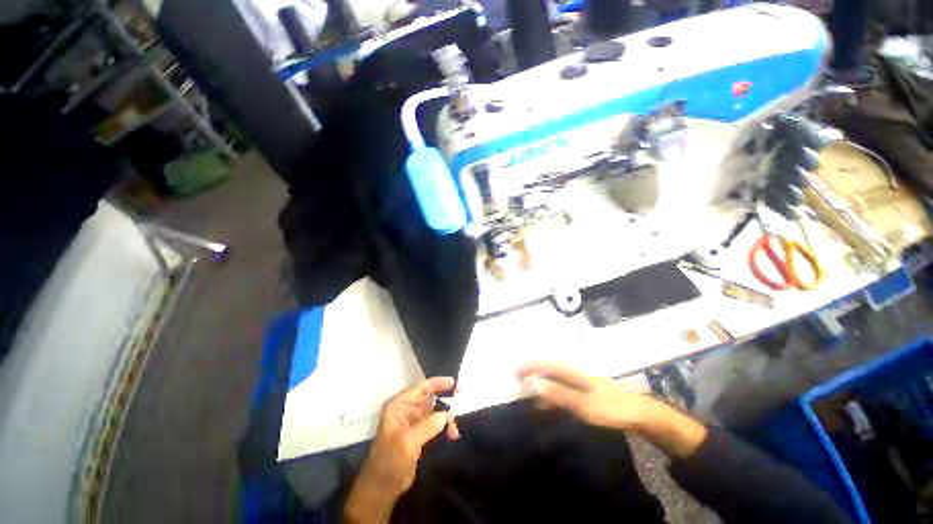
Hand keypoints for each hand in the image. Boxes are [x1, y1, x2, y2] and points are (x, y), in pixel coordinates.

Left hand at [344, 377, 458, 522]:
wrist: (382, 489)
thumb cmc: (390, 461)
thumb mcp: (408, 442)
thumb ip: (427, 426)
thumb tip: (445, 414)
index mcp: (399, 406)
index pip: (421, 388)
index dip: (438, 383)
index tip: (454, 382)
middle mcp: (405, 410)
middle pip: (429, 397)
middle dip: (445, 398)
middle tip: (461, 395)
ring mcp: (412, 422)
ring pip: (434, 411)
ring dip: (446, 417)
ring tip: (454, 431)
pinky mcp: (418, 434)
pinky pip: (435, 423)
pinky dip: (444, 427)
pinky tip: (452, 436)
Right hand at [518, 363, 706, 457]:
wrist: (641, 414)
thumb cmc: (612, 407)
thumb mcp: (584, 404)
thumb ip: (559, 395)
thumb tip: (534, 385)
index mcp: (572, 370)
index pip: (545, 364)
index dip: (528, 366)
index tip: (513, 371)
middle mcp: (573, 372)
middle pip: (547, 369)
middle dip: (531, 372)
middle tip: (515, 381)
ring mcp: (579, 382)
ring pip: (553, 379)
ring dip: (539, 384)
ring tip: (525, 394)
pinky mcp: (584, 393)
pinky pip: (561, 390)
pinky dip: (550, 395)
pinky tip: (546, 405)